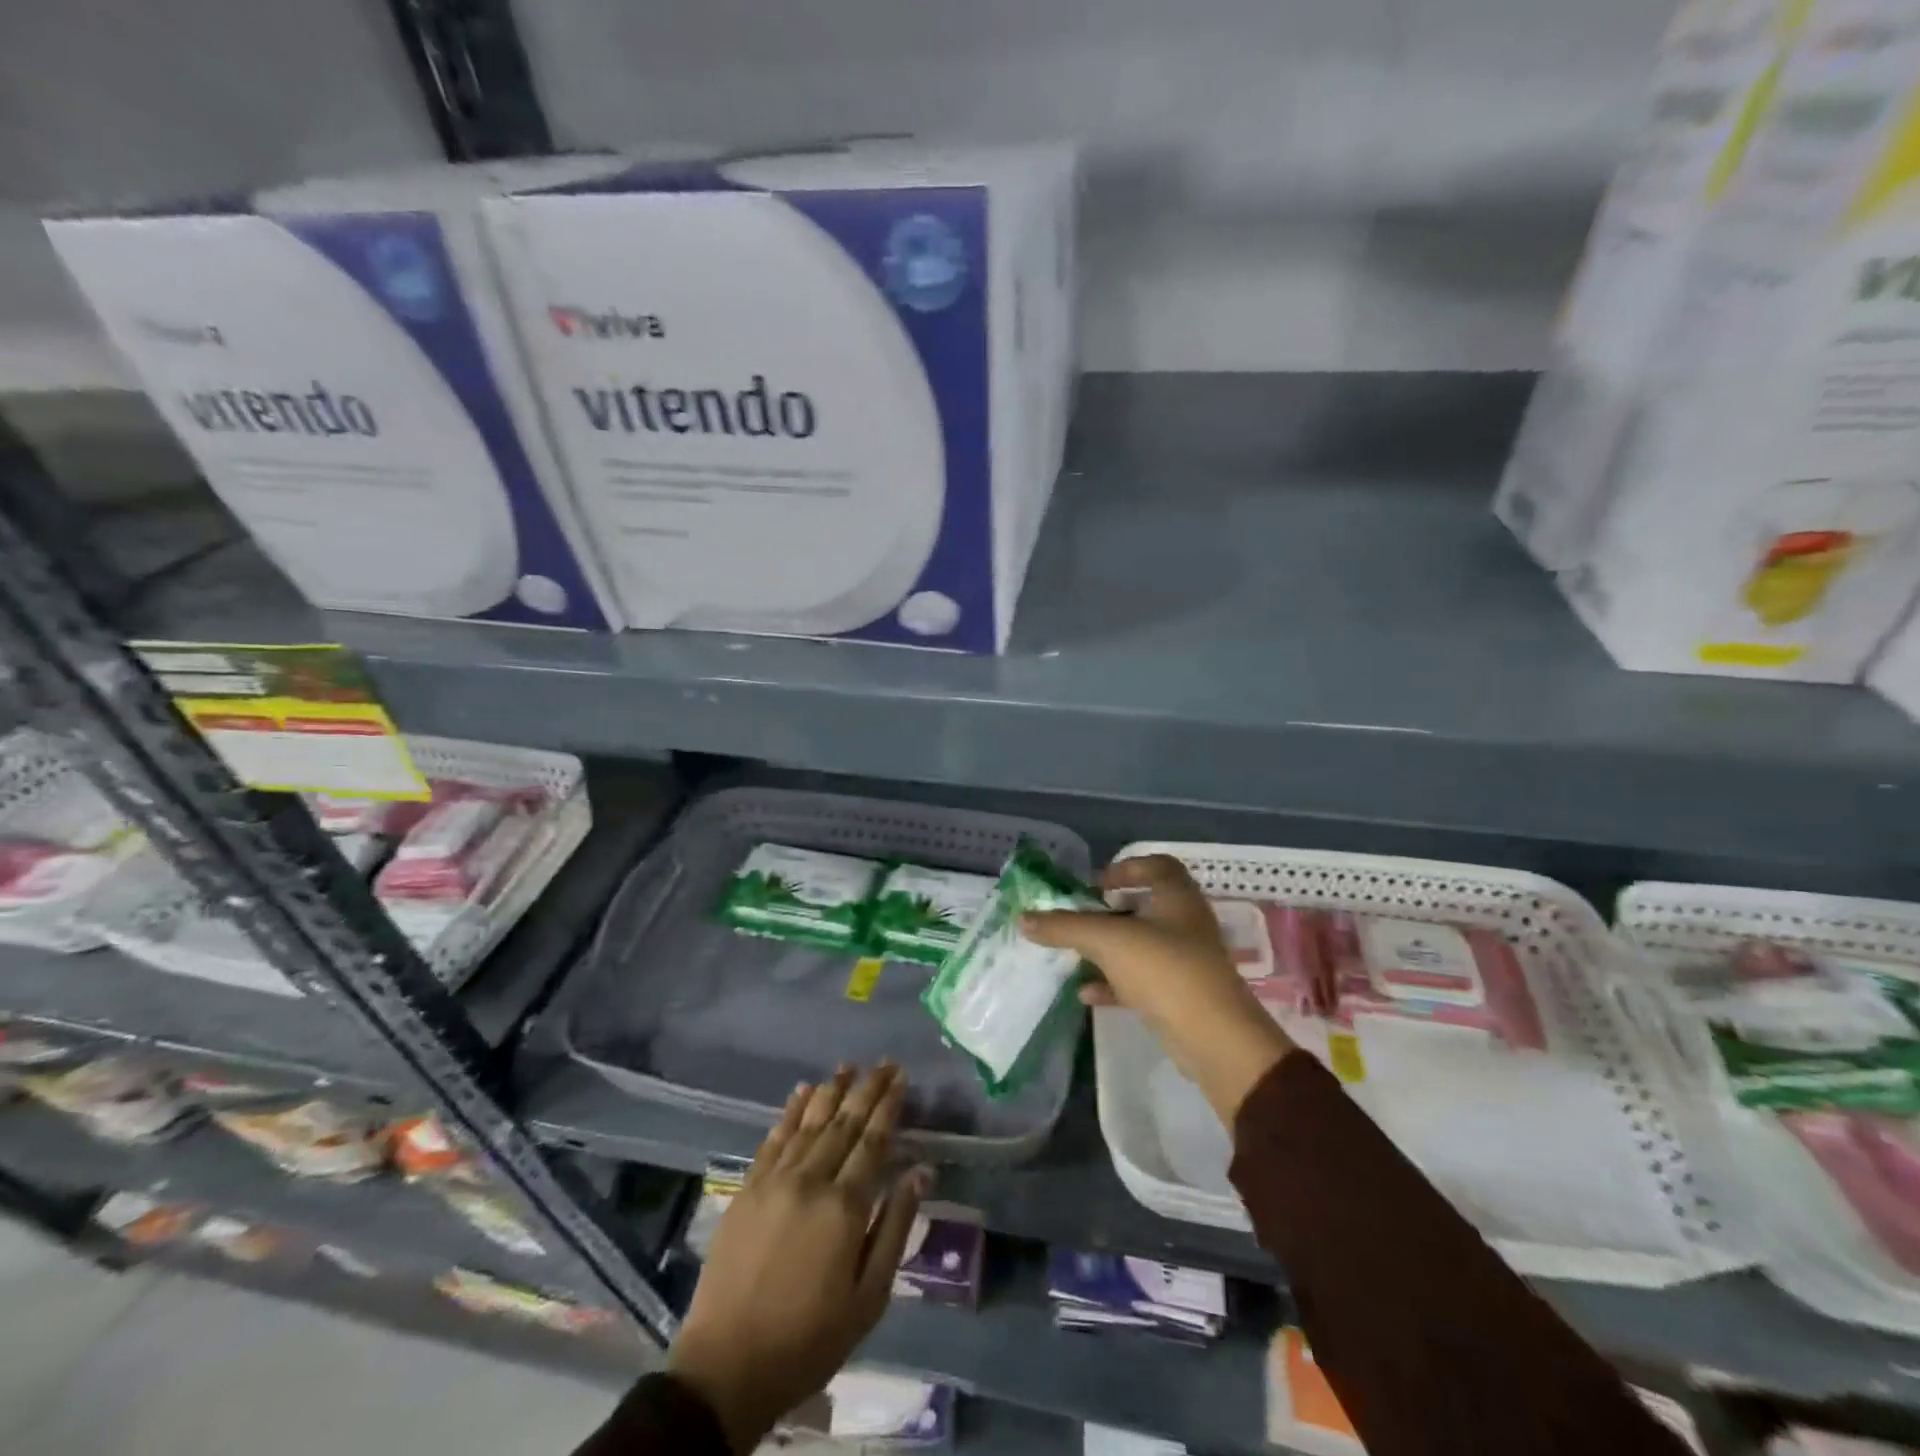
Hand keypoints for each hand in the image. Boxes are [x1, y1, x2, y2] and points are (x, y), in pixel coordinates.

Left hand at [668, 1064, 929, 1452]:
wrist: (727, 1367)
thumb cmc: (809, 1340)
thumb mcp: (868, 1299)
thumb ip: (895, 1228)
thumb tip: (920, 1172)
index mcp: (844, 1207)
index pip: (873, 1141)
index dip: (888, 1106)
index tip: (901, 1077)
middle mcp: (811, 1180)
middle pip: (844, 1123)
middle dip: (866, 1089)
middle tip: (884, 1062)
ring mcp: (774, 1181)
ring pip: (809, 1123)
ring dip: (830, 1091)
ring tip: (847, 1066)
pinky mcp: (747, 1189)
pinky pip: (773, 1139)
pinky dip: (789, 1112)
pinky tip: (801, 1092)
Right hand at [1023, 855, 1296, 1123]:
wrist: (1214, 1039)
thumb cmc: (1165, 970)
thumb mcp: (1107, 941)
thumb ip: (1065, 927)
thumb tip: (1023, 918)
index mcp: (1177, 898)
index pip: (1158, 866)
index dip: (1127, 868)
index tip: (1097, 885)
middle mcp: (1185, 924)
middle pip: (1145, 906)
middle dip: (1108, 912)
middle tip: (1079, 919)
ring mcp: (1185, 962)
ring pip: (1141, 946)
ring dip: (1108, 949)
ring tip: (1075, 954)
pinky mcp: (1180, 996)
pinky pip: (1141, 981)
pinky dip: (1113, 983)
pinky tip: (1086, 994)